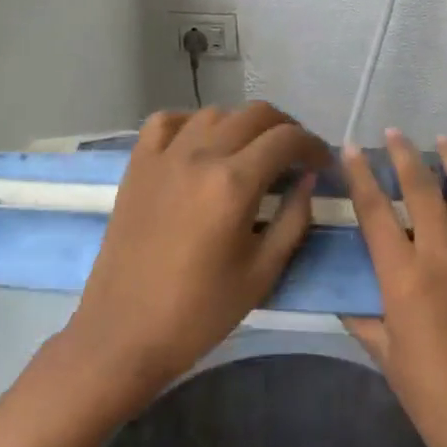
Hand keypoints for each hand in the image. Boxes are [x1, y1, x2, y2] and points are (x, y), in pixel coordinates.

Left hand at [61, 103, 330, 407]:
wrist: (124, 334)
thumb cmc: (199, 312)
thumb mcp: (262, 273)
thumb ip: (294, 219)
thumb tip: (308, 179)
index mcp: (233, 183)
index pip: (286, 139)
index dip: (313, 145)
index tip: (322, 164)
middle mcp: (200, 155)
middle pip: (255, 114)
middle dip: (285, 128)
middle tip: (295, 156)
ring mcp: (164, 155)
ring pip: (215, 112)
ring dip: (242, 124)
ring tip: (252, 151)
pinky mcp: (138, 165)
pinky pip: (167, 121)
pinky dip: (191, 122)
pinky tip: (201, 144)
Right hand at [342, 130, 446, 446]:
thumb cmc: (434, 398)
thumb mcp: (386, 357)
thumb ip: (364, 317)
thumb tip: (343, 294)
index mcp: (404, 276)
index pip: (375, 211)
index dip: (359, 175)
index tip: (350, 149)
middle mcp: (444, 254)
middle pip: (420, 188)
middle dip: (403, 155)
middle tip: (394, 134)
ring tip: (443, 140)